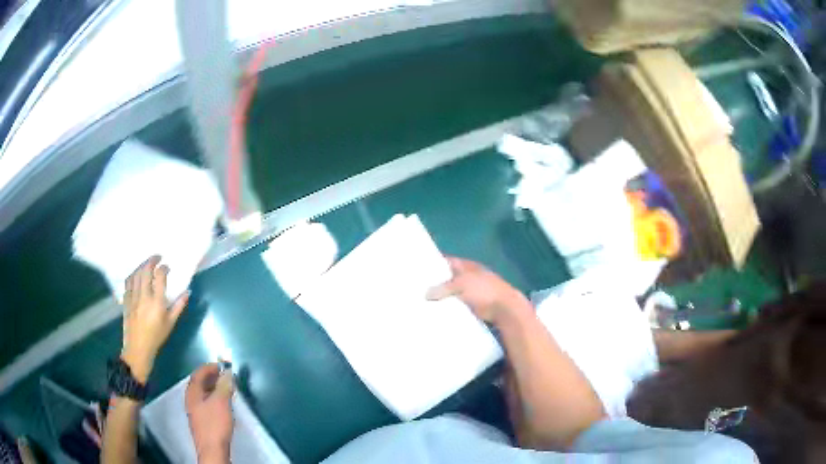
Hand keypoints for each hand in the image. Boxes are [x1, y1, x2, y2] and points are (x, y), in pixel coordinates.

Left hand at [122, 255, 188, 381]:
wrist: (138, 348)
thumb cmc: (156, 337)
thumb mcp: (170, 323)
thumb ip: (178, 306)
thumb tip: (187, 292)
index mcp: (157, 302)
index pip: (159, 276)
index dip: (164, 268)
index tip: (167, 267)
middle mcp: (144, 296)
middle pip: (146, 270)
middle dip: (151, 260)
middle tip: (157, 257)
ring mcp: (133, 297)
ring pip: (136, 274)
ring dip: (142, 266)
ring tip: (147, 264)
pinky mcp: (126, 299)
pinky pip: (128, 282)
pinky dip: (133, 275)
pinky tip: (136, 275)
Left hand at [186, 364, 233, 462]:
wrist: (212, 449)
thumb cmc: (215, 423)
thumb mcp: (222, 402)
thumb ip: (224, 386)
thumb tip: (227, 373)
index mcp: (193, 392)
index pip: (198, 374)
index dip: (208, 367)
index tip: (220, 364)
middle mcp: (191, 399)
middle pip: (199, 383)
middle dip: (211, 377)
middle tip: (224, 375)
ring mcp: (195, 410)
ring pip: (203, 393)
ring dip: (213, 388)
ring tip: (226, 388)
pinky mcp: (201, 420)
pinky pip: (206, 402)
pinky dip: (213, 397)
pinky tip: (223, 403)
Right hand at [426, 257, 530, 325]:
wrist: (504, 309)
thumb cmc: (485, 291)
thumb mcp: (462, 284)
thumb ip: (443, 287)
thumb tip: (426, 293)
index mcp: (467, 266)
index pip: (448, 262)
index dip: (434, 264)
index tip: (419, 269)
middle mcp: (469, 277)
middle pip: (448, 278)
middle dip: (435, 283)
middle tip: (416, 288)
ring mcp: (471, 293)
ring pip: (451, 293)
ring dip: (441, 297)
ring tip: (422, 302)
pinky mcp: (472, 307)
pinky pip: (456, 306)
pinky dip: (448, 308)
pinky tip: (435, 313)